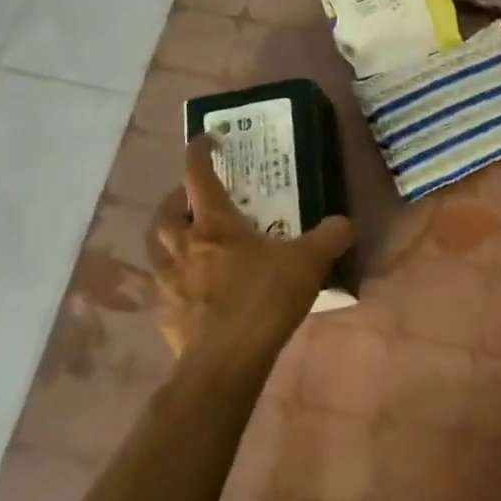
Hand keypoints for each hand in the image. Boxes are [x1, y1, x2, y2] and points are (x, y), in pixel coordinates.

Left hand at [145, 136, 353, 364]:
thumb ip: (329, 237)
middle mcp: (182, 245)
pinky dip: (173, 277)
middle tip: (195, 200)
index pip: (197, 174)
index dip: (199, 151)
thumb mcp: (308, 263)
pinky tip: (194, 288)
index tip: (207, 139)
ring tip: (190, 241)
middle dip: (176, 199)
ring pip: (156, 247)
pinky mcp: (163, 313)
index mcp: (214, 225)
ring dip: (168, 236)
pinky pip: (162, 285)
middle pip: (165, 211)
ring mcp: (167, 281)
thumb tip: (345, 223)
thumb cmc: (263, 300)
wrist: (225, 362)